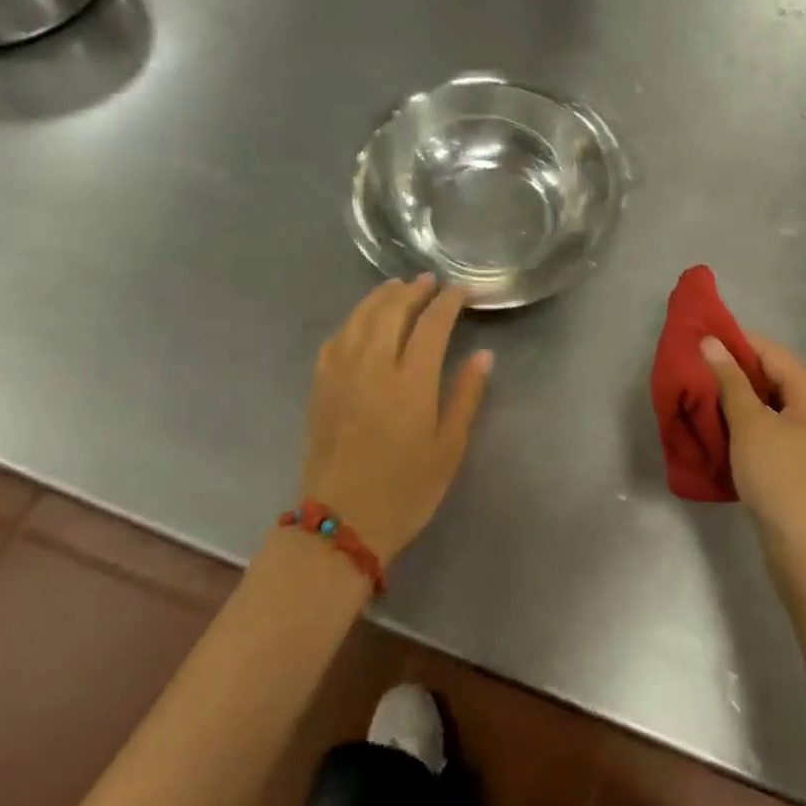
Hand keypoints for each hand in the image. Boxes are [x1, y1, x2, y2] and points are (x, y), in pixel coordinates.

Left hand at [299, 276, 493, 563]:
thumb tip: (484, 355)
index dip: (447, 303)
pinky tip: (360, 321)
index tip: (459, 291)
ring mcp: (341, 374)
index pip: (431, 325)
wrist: (342, 523)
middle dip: (412, 291)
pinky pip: (335, 339)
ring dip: (380, 297)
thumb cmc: (406, 490)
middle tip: (428, 281)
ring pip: (359, 318)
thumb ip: (466, 396)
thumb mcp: (449, 448)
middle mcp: (373, 367)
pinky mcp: (320, 387)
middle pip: (391, 311)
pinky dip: (351, 320)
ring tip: (396, 287)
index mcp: (411, 383)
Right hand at [702, 334, 805, 567]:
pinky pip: (767, 425)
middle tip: (693, 366)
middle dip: (731, 369)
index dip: (735, 341)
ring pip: (766, 402)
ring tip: (698, 392)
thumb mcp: (750, 425)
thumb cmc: (780, 478)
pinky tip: (716, 423)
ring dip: (734, 396)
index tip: (698, 338)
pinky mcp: (797, 459)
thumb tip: (711, 342)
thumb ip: (730, 380)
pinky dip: (743, 420)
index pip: (770, 351)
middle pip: (770, 375)